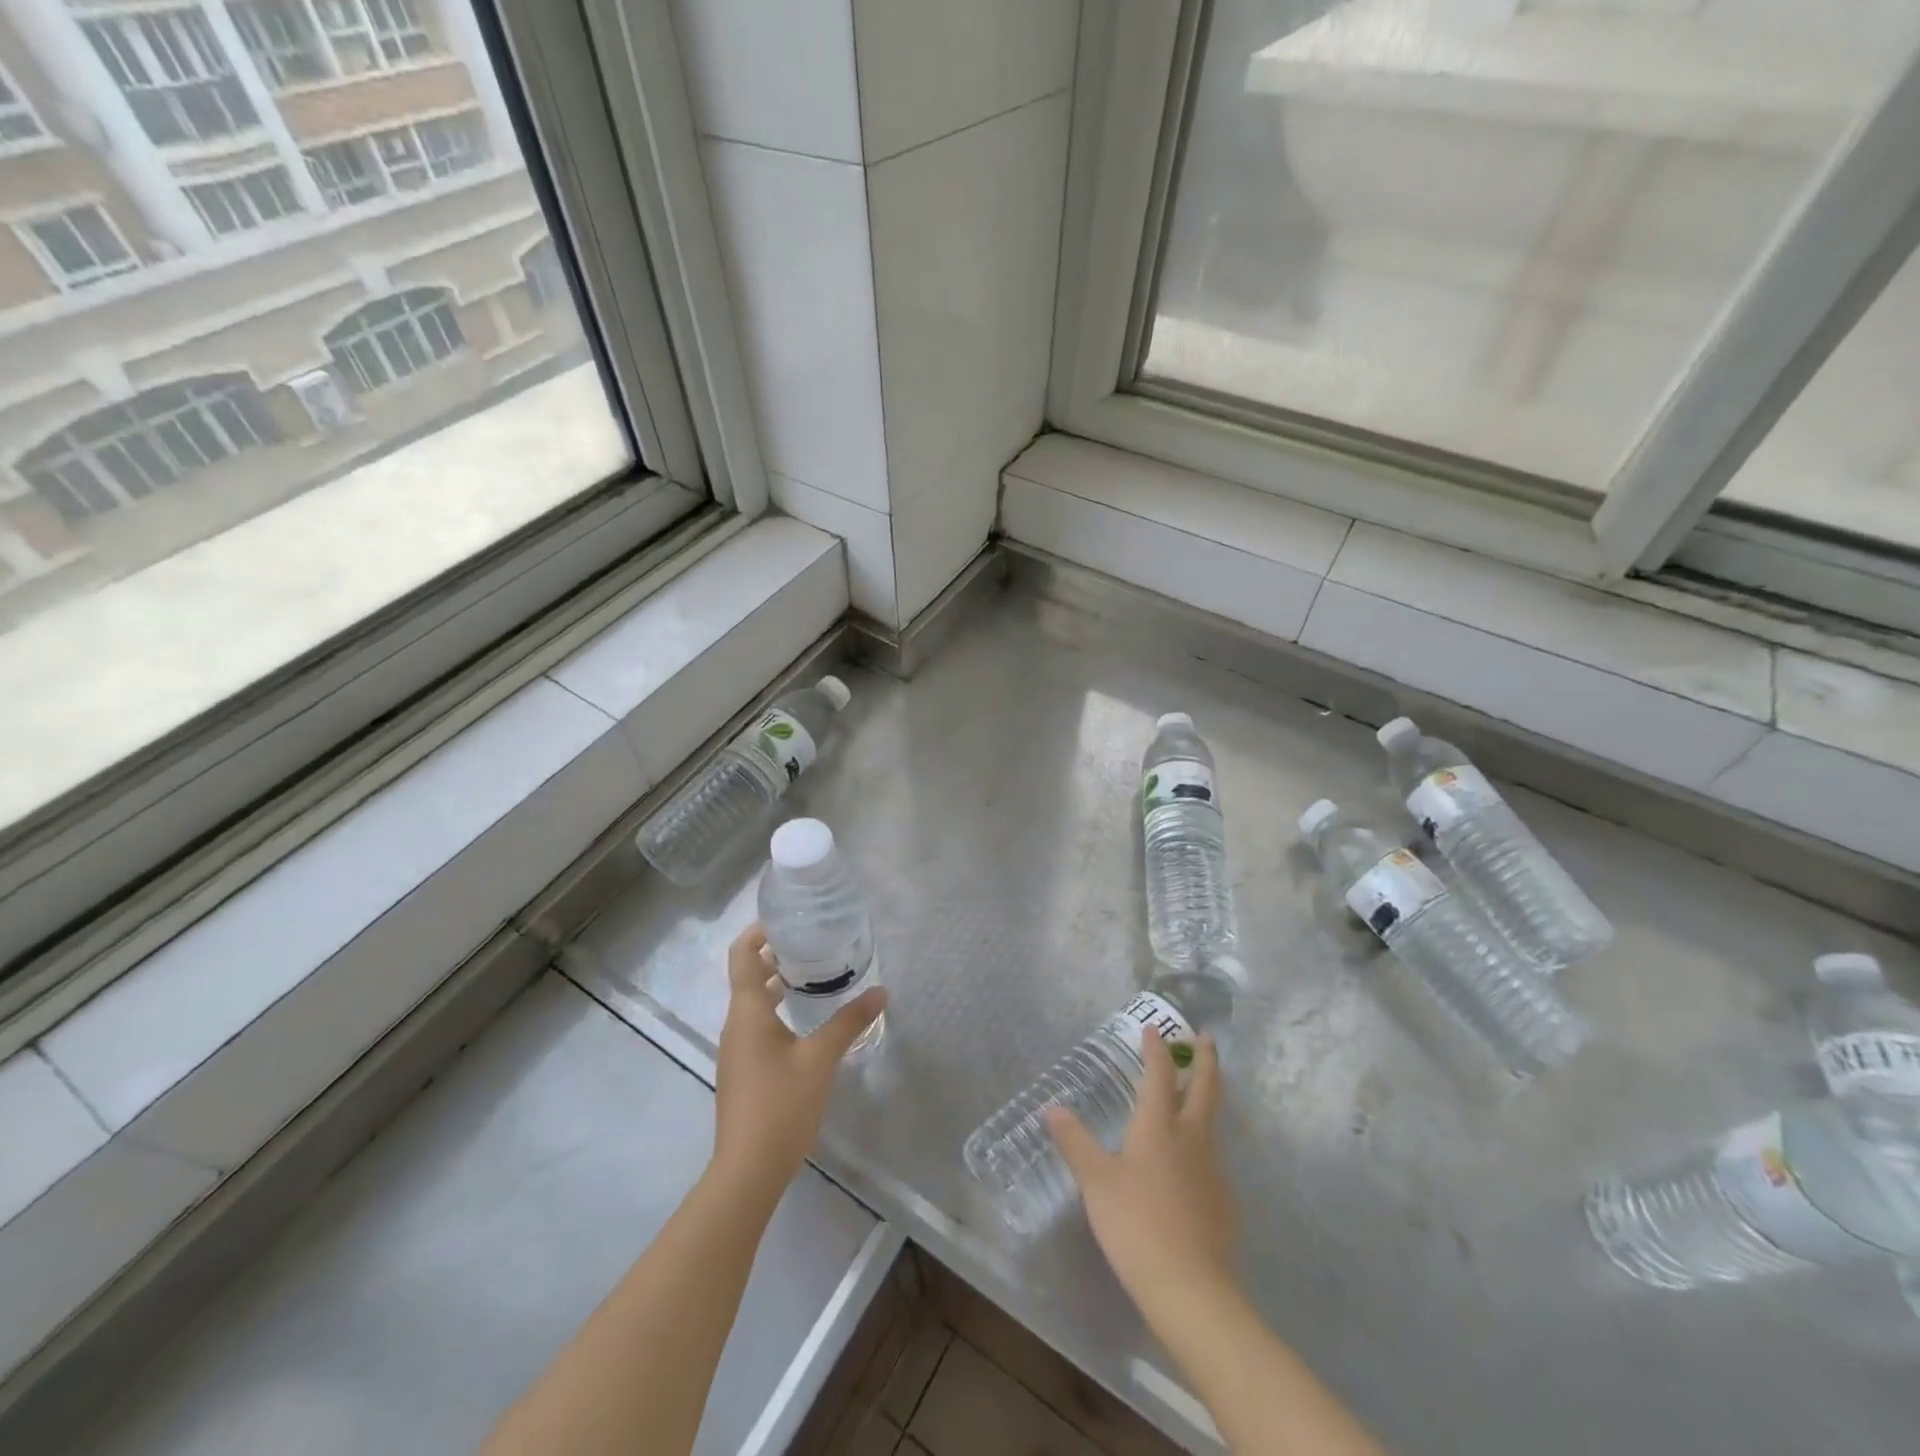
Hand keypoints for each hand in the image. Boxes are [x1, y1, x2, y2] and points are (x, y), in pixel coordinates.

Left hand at [711, 923, 884, 1201]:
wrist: (747, 1170)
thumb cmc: (781, 1105)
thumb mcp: (821, 1059)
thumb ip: (849, 1022)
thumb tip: (880, 991)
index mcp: (747, 1012)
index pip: (742, 955)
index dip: (759, 932)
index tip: (789, 919)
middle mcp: (736, 1024)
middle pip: (748, 975)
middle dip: (776, 955)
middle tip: (814, 942)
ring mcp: (737, 1049)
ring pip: (754, 1002)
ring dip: (779, 983)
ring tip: (816, 974)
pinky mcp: (744, 1070)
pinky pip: (758, 1025)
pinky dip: (778, 1009)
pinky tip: (808, 1019)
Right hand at [1046, 1031, 1235, 1311]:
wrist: (1190, 1288)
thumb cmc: (1135, 1223)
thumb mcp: (1095, 1181)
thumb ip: (1075, 1141)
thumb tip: (1052, 1107)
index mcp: (1158, 1125)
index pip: (1159, 1074)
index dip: (1156, 1048)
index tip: (1152, 1029)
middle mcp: (1191, 1137)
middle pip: (1205, 1088)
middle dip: (1206, 1059)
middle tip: (1207, 1036)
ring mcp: (1212, 1169)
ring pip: (1212, 1122)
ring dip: (1207, 1097)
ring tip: (1196, 1093)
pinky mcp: (1222, 1200)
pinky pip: (1212, 1158)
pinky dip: (1202, 1143)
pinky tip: (1189, 1162)